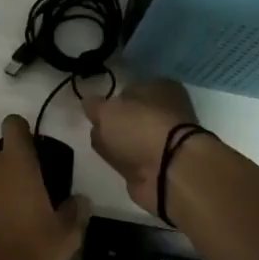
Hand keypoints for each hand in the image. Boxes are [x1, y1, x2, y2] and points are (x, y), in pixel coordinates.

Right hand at [82, 80, 201, 215]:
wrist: (169, 171)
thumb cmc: (140, 128)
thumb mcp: (107, 110)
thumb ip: (93, 105)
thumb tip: (89, 103)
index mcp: (161, 88)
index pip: (129, 89)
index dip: (110, 99)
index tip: (95, 110)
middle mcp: (166, 111)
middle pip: (128, 116)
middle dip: (110, 124)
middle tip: (97, 129)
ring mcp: (164, 140)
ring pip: (129, 138)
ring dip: (115, 144)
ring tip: (105, 149)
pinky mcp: (159, 165)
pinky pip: (133, 159)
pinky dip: (124, 162)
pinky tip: (115, 164)